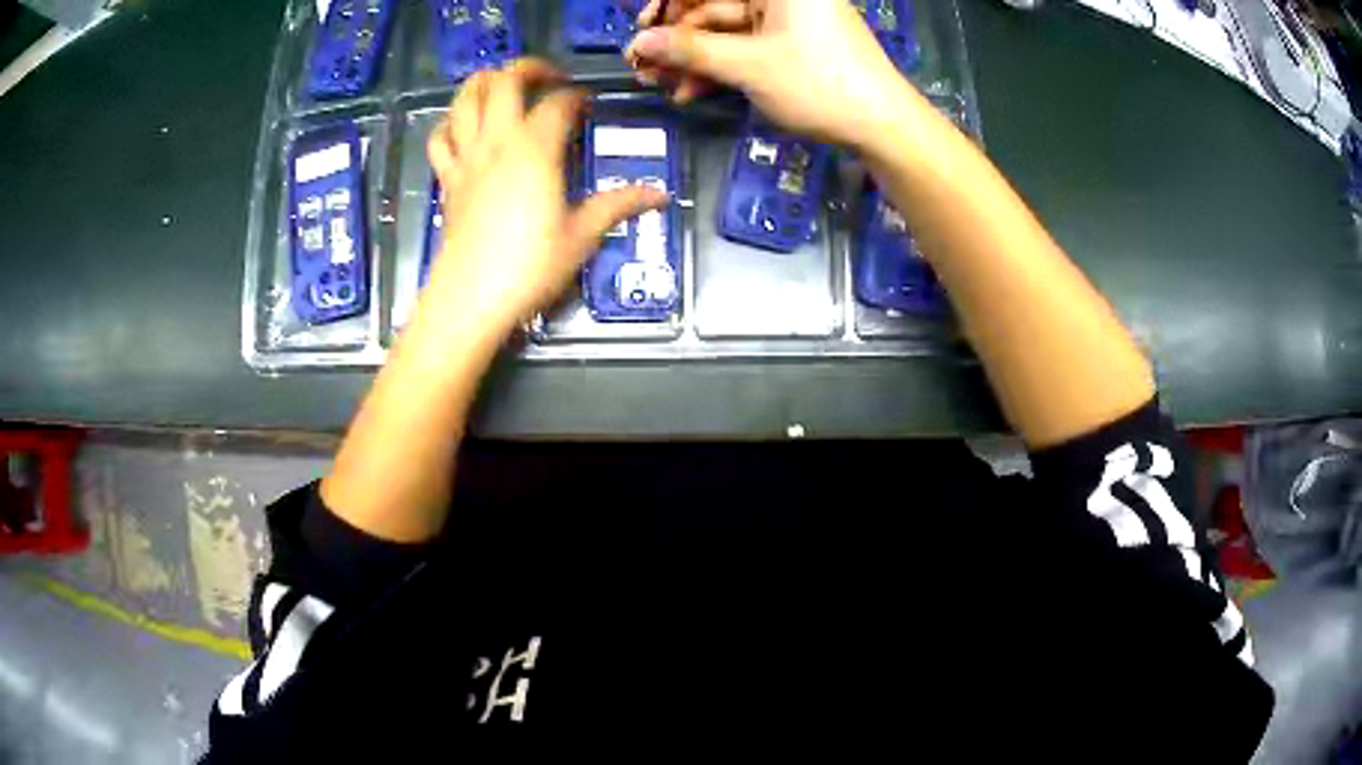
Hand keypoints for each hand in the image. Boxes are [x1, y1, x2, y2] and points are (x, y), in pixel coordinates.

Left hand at [422, 59, 668, 341]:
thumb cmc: (530, 267)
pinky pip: (440, 137)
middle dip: (529, 68)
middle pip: (504, 81)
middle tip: (549, 77)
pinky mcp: (447, 179)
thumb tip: (660, 195)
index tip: (589, 106)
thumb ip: (618, 205)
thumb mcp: (582, 236)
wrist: (470, 299)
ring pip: (464, 99)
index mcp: (536, 149)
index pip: (559, 102)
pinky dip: (451, 122)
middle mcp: (497, 141)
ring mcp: (466, 158)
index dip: (577, 97)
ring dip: (484, 82)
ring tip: (504, 86)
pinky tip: (465, 127)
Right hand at [626, 0, 913, 150]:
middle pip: (712, 8)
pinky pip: (743, 50)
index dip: (669, 5)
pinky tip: (690, 93)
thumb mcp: (748, 65)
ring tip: (660, 86)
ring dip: (691, 59)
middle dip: (676, 39)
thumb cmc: (819, 83)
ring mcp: (785, 22)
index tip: (641, 30)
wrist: (882, 126)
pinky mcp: (790, 47)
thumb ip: (690, 50)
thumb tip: (640, 43)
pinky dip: (718, 70)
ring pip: (724, 33)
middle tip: (643, 68)